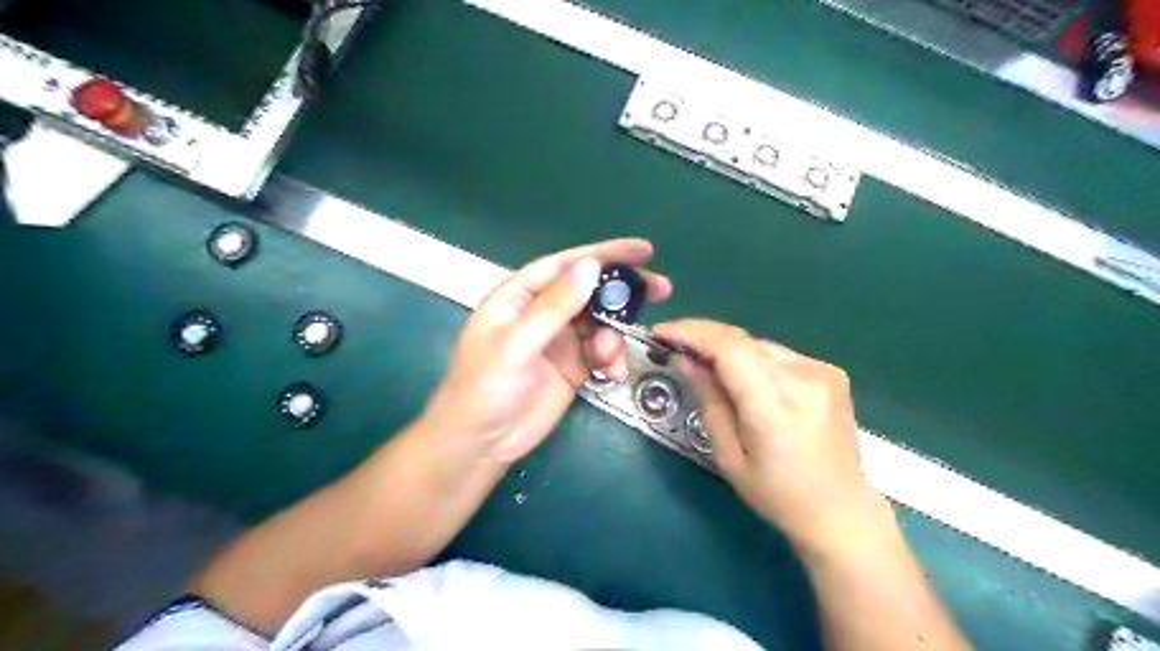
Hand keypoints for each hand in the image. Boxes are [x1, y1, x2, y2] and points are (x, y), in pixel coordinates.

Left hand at [419, 238, 672, 462]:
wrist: (480, 445)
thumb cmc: (484, 388)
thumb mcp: (517, 344)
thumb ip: (554, 306)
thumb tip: (591, 266)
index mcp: (520, 296)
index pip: (566, 265)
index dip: (604, 254)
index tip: (643, 252)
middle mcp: (542, 312)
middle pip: (589, 290)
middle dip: (623, 291)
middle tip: (661, 289)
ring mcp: (559, 340)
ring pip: (600, 323)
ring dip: (614, 335)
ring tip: (609, 358)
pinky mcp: (573, 367)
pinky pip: (602, 353)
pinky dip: (612, 360)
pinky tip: (612, 375)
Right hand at [652, 321, 890, 553]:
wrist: (840, 510)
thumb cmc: (776, 495)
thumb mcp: (729, 455)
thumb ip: (708, 400)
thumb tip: (683, 359)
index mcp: (775, 408)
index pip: (729, 349)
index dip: (691, 333)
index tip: (660, 333)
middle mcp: (804, 379)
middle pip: (742, 339)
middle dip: (702, 336)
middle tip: (672, 344)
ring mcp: (822, 372)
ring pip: (758, 344)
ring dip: (726, 348)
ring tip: (703, 363)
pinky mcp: (830, 372)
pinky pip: (778, 354)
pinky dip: (751, 358)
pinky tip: (742, 377)